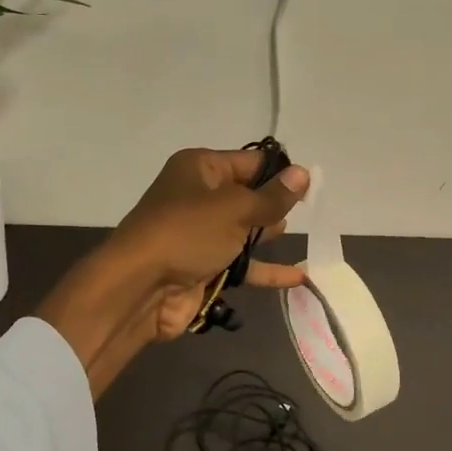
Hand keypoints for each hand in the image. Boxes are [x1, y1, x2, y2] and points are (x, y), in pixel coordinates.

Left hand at [112, 147, 310, 340]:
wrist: (139, 288)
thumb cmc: (187, 233)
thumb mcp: (235, 209)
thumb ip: (272, 197)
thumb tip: (304, 174)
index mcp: (200, 168)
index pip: (249, 161)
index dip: (279, 171)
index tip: (311, 184)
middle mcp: (199, 196)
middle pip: (248, 195)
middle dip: (275, 202)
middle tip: (312, 211)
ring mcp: (201, 234)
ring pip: (245, 230)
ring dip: (270, 235)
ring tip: (306, 237)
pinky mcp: (205, 267)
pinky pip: (243, 265)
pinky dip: (266, 270)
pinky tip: (299, 278)